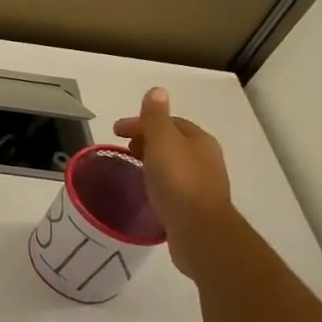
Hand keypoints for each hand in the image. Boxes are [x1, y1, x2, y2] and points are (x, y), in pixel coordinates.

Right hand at [112, 87, 232, 276]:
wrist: (198, 230)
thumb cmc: (178, 181)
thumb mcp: (163, 142)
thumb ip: (156, 117)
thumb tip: (157, 91)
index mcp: (199, 140)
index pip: (169, 122)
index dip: (142, 122)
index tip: (115, 131)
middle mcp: (206, 159)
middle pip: (173, 142)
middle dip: (148, 140)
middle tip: (124, 148)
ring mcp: (203, 184)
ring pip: (174, 164)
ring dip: (153, 161)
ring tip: (132, 168)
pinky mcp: (196, 206)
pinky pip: (174, 185)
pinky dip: (158, 180)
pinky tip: (146, 191)